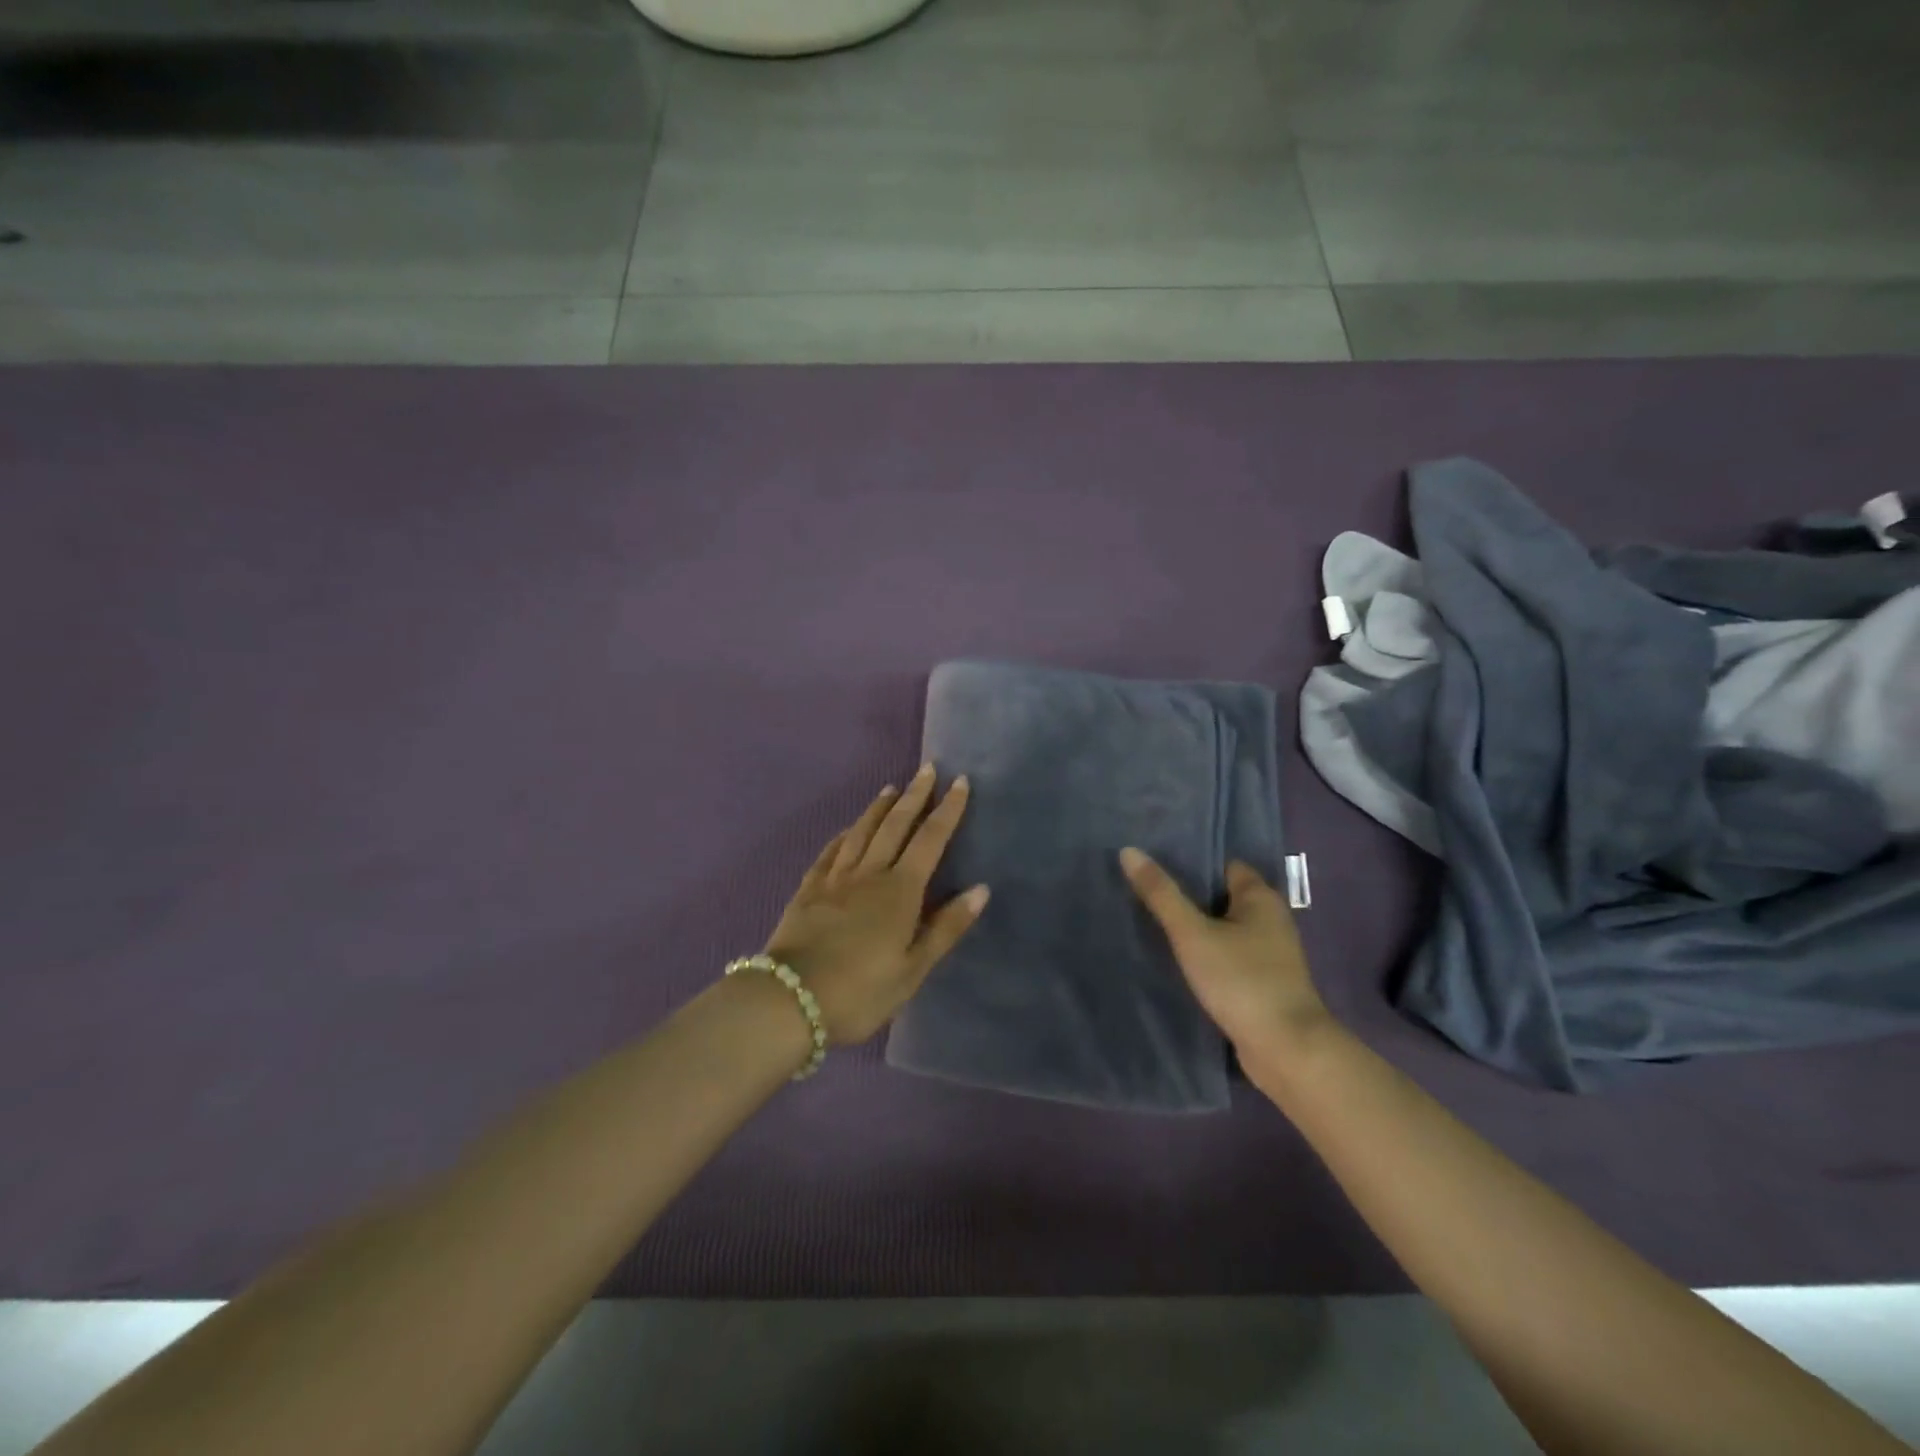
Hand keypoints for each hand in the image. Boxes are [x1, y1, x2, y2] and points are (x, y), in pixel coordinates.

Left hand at [764, 765, 988, 1045]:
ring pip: (862, 832)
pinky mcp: (809, 890)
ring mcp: (835, 879)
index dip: (947, 810)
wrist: (789, 1001)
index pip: (930, 840)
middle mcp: (869, 874)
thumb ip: (947, 927)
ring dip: (879, 807)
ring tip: (891, 788)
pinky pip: (830, 852)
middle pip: (895, 825)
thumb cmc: (861, 991)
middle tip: (928, 768)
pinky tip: (847, 829)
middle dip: (915, 796)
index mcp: (900, 891)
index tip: (959, 782)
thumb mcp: (913, 969)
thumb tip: (981, 888)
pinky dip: (844, 835)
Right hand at [1120, 848, 1328, 1059]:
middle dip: (1189, 896)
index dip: (1191, 863)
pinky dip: (1207, 955)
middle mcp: (1271, 920)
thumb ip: (1161, 894)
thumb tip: (1129, 851)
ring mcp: (1270, 954)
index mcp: (1261, 898)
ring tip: (1153, 924)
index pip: (1224, 865)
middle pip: (1223, 897)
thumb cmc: (1241, 980)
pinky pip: (1229, 956)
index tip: (1154, 865)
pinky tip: (1179, 960)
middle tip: (1145, 893)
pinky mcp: (1264, 984)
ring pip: (1225, 929)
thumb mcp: (1192, 934)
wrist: (1287, 1051)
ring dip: (1197, 929)